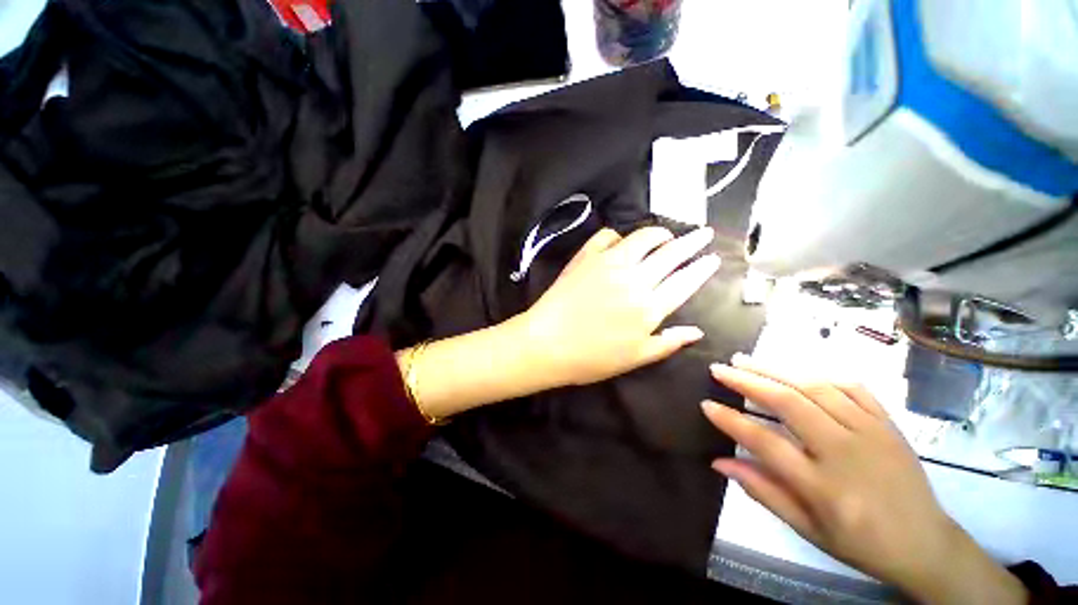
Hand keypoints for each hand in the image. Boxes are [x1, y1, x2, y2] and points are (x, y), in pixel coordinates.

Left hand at [521, 226, 719, 386]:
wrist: (546, 344)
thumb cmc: (590, 358)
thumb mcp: (634, 358)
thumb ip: (668, 343)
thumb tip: (697, 332)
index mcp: (649, 308)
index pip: (684, 282)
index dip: (702, 268)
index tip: (713, 257)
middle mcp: (634, 280)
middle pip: (670, 255)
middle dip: (692, 242)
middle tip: (704, 233)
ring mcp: (609, 264)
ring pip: (642, 238)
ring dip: (659, 233)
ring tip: (666, 235)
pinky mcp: (586, 257)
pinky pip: (606, 236)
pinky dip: (617, 236)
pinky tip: (620, 242)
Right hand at [702, 354, 1026, 604]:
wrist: (926, 544)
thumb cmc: (861, 543)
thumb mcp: (807, 529)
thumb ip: (763, 491)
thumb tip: (719, 463)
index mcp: (823, 486)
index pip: (765, 443)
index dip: (731, 420)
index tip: (706, 404)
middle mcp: (845, 451)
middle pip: (788, 403)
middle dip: (747, 381)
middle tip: (719, 368)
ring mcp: (871, 432)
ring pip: (815, 387)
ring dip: (775, 369)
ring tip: (746, 360)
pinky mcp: (888, 423)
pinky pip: (852, 387)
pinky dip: (819, 374)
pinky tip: (798, 371)